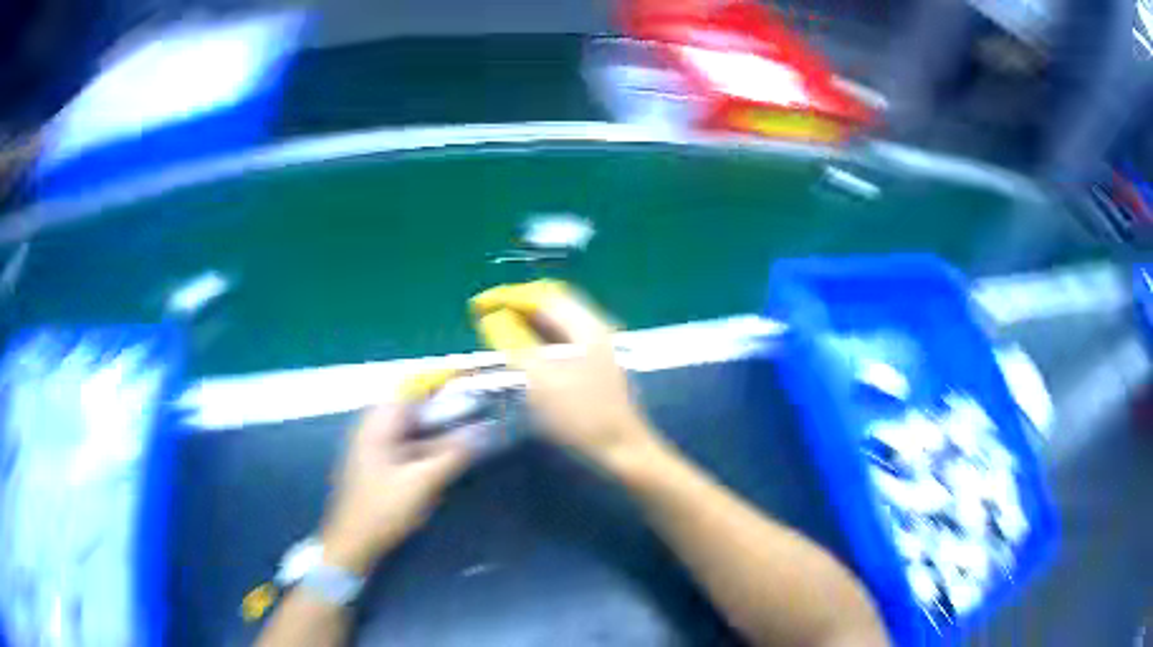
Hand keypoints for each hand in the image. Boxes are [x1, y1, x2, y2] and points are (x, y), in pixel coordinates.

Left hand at [321, 399, 473, 574]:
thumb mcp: (421, 483)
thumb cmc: (383, 509)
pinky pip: (404, 446)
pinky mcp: (376, 466)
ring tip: (463, 436)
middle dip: (440, 409)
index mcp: (377, 425)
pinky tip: (442, 460)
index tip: (467, 383)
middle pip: (410, 409)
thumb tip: (481, 432)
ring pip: (408, 429)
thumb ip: (451, 456)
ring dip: (434, 431)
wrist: (352, 542)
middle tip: (471, 414)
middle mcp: (372, 430)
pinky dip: (424, 447)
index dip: (437, 382)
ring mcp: (372, 448)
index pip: (408, 389)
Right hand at [471, 281, 659, 469]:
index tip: (479, 304)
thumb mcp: (541, 379)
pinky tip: (522, 349)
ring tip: (497, 330)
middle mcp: (592, 328)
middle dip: (517, 305)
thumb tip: (491, 317)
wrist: (621, 449)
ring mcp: (595, 346)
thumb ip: (515, 343)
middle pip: (551, 304)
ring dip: (526, 321)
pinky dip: (537, 337)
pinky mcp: (592, 364)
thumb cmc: (581, 415)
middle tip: (486, 315)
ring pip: (556, 322)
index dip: (508, 296)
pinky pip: (560, 339)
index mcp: (584, 326)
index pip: (542, 295)